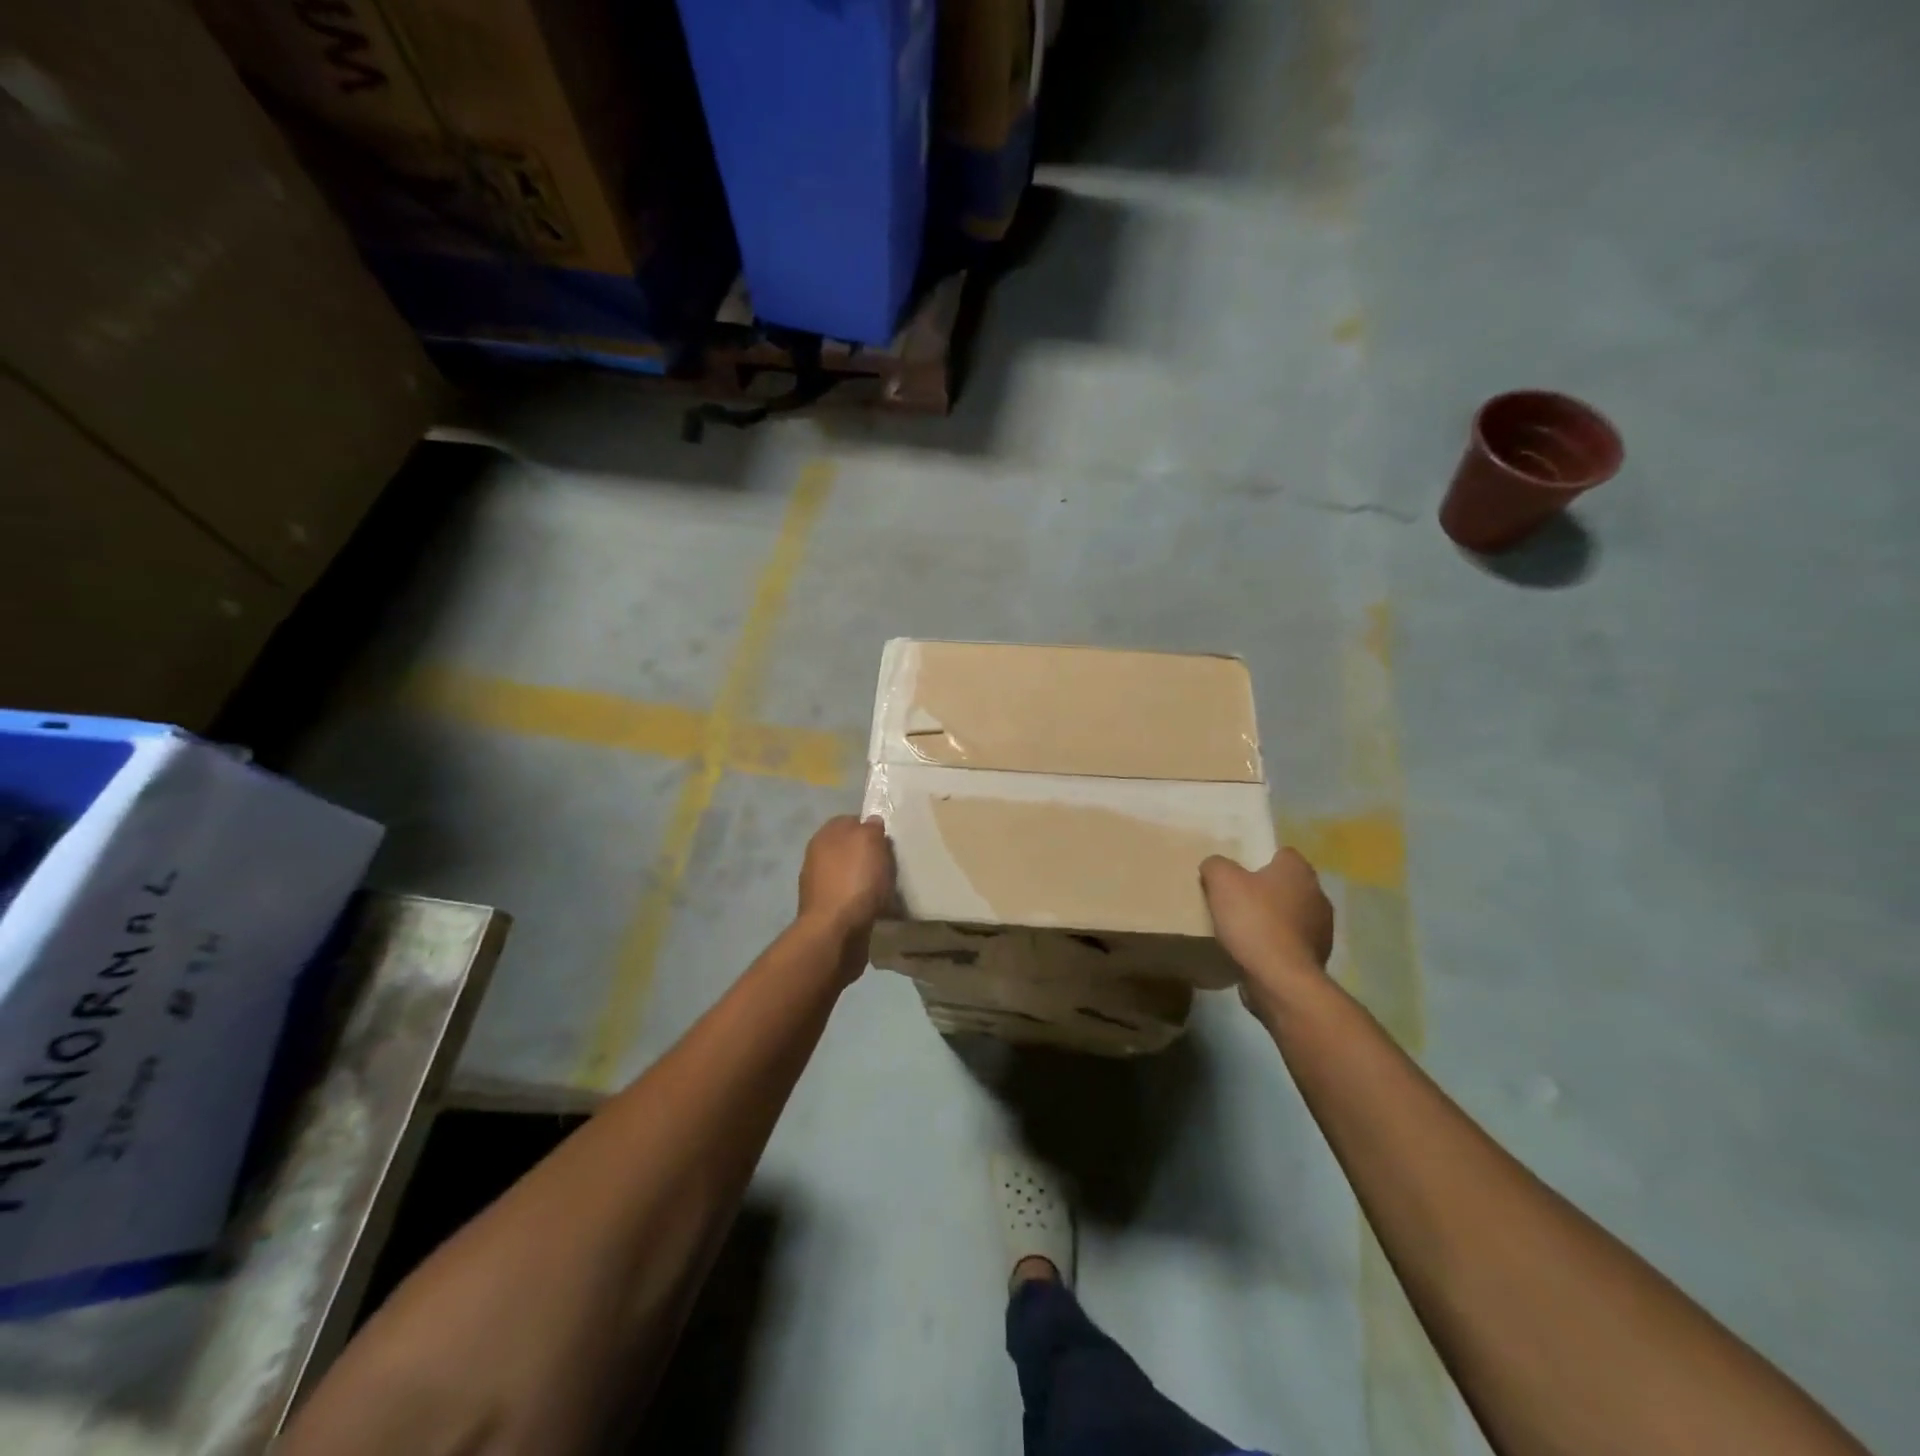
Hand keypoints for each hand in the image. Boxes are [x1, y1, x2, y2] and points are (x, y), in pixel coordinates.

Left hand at [798, 815, 895, 938]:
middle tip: (892, 863)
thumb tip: (871, 822)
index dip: (871, 827)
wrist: (835, 932)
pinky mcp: (827, 911)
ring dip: (867, 879)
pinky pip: (851, 897)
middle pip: (850, 849)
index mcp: (825, 836)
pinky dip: (864, 900)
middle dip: (870, 855)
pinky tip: (878, 906)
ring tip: (889, 887)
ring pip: (851, 873)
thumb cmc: (854, 880)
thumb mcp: (870, 842)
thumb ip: (871, 827)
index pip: (851, 820)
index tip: (889, 839)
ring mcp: (820, 885)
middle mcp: (817, 857)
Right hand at [1200, 849, 1334, 1018]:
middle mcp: (1318, 894)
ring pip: (1292, 914)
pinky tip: (1256, 952)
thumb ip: (1216, 865)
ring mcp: (1322, 929)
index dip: (1258, 860)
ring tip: (1244, 929)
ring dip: (1273, 919)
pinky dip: (1277, 944)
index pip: (1282, 853)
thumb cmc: (1253, 921)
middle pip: (1287, 884)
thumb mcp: (1221, 881)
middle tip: (1236, 900)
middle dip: (1266, 891)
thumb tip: (1215, 866)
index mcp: (1299, 870)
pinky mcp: (1318, 957)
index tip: (1237, 874)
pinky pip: (1292, 942)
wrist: (1280, 979)